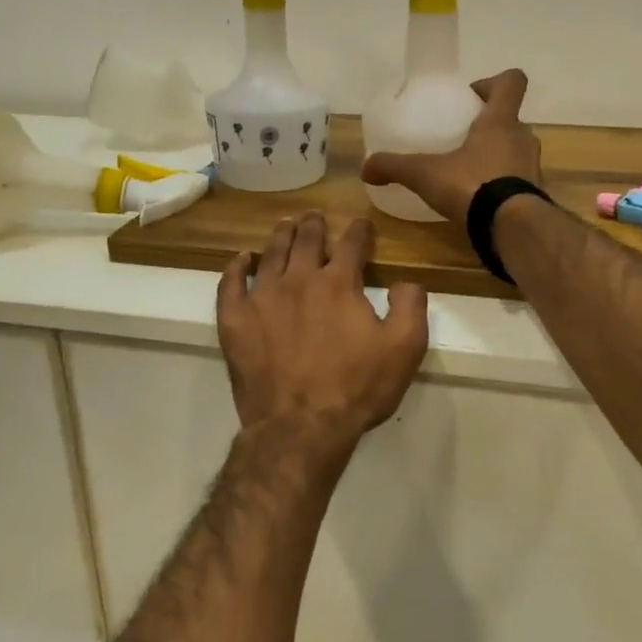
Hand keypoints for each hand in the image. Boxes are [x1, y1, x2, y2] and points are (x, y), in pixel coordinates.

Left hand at [217, 213, 429, 464]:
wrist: (300, 427)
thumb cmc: (356, 388)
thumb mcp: (405, 349)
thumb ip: (410, 306)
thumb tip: (405, 281)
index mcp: (339, 283)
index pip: (351, 244)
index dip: (359, 231)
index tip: (361, 224)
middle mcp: (299, 280)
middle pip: (306, 241)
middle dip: (314, 225)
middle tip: (314, 215)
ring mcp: (262, 298)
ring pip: (270, 255)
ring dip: (280, 236)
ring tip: (284, 225)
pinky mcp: (235, 321)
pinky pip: (230, 285)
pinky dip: (235, 268)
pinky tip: (240, 260)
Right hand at [361, 69, 542, 221]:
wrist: (512, 228)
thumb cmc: (472, 185)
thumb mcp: (425, 174)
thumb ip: (395, 166)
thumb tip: (366, 168)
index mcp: (500, 121)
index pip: (512, 82)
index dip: (494, 82)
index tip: (472, 96)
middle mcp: (523, 138)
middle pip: (511, 119)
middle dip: (490, 125)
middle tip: (463, 138)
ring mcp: (533, 168)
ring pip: (517, 150)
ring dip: (499, 155)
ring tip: (470, 171)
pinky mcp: (534, 196)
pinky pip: (519, 181)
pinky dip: (503, 185)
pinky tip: (481, 200)